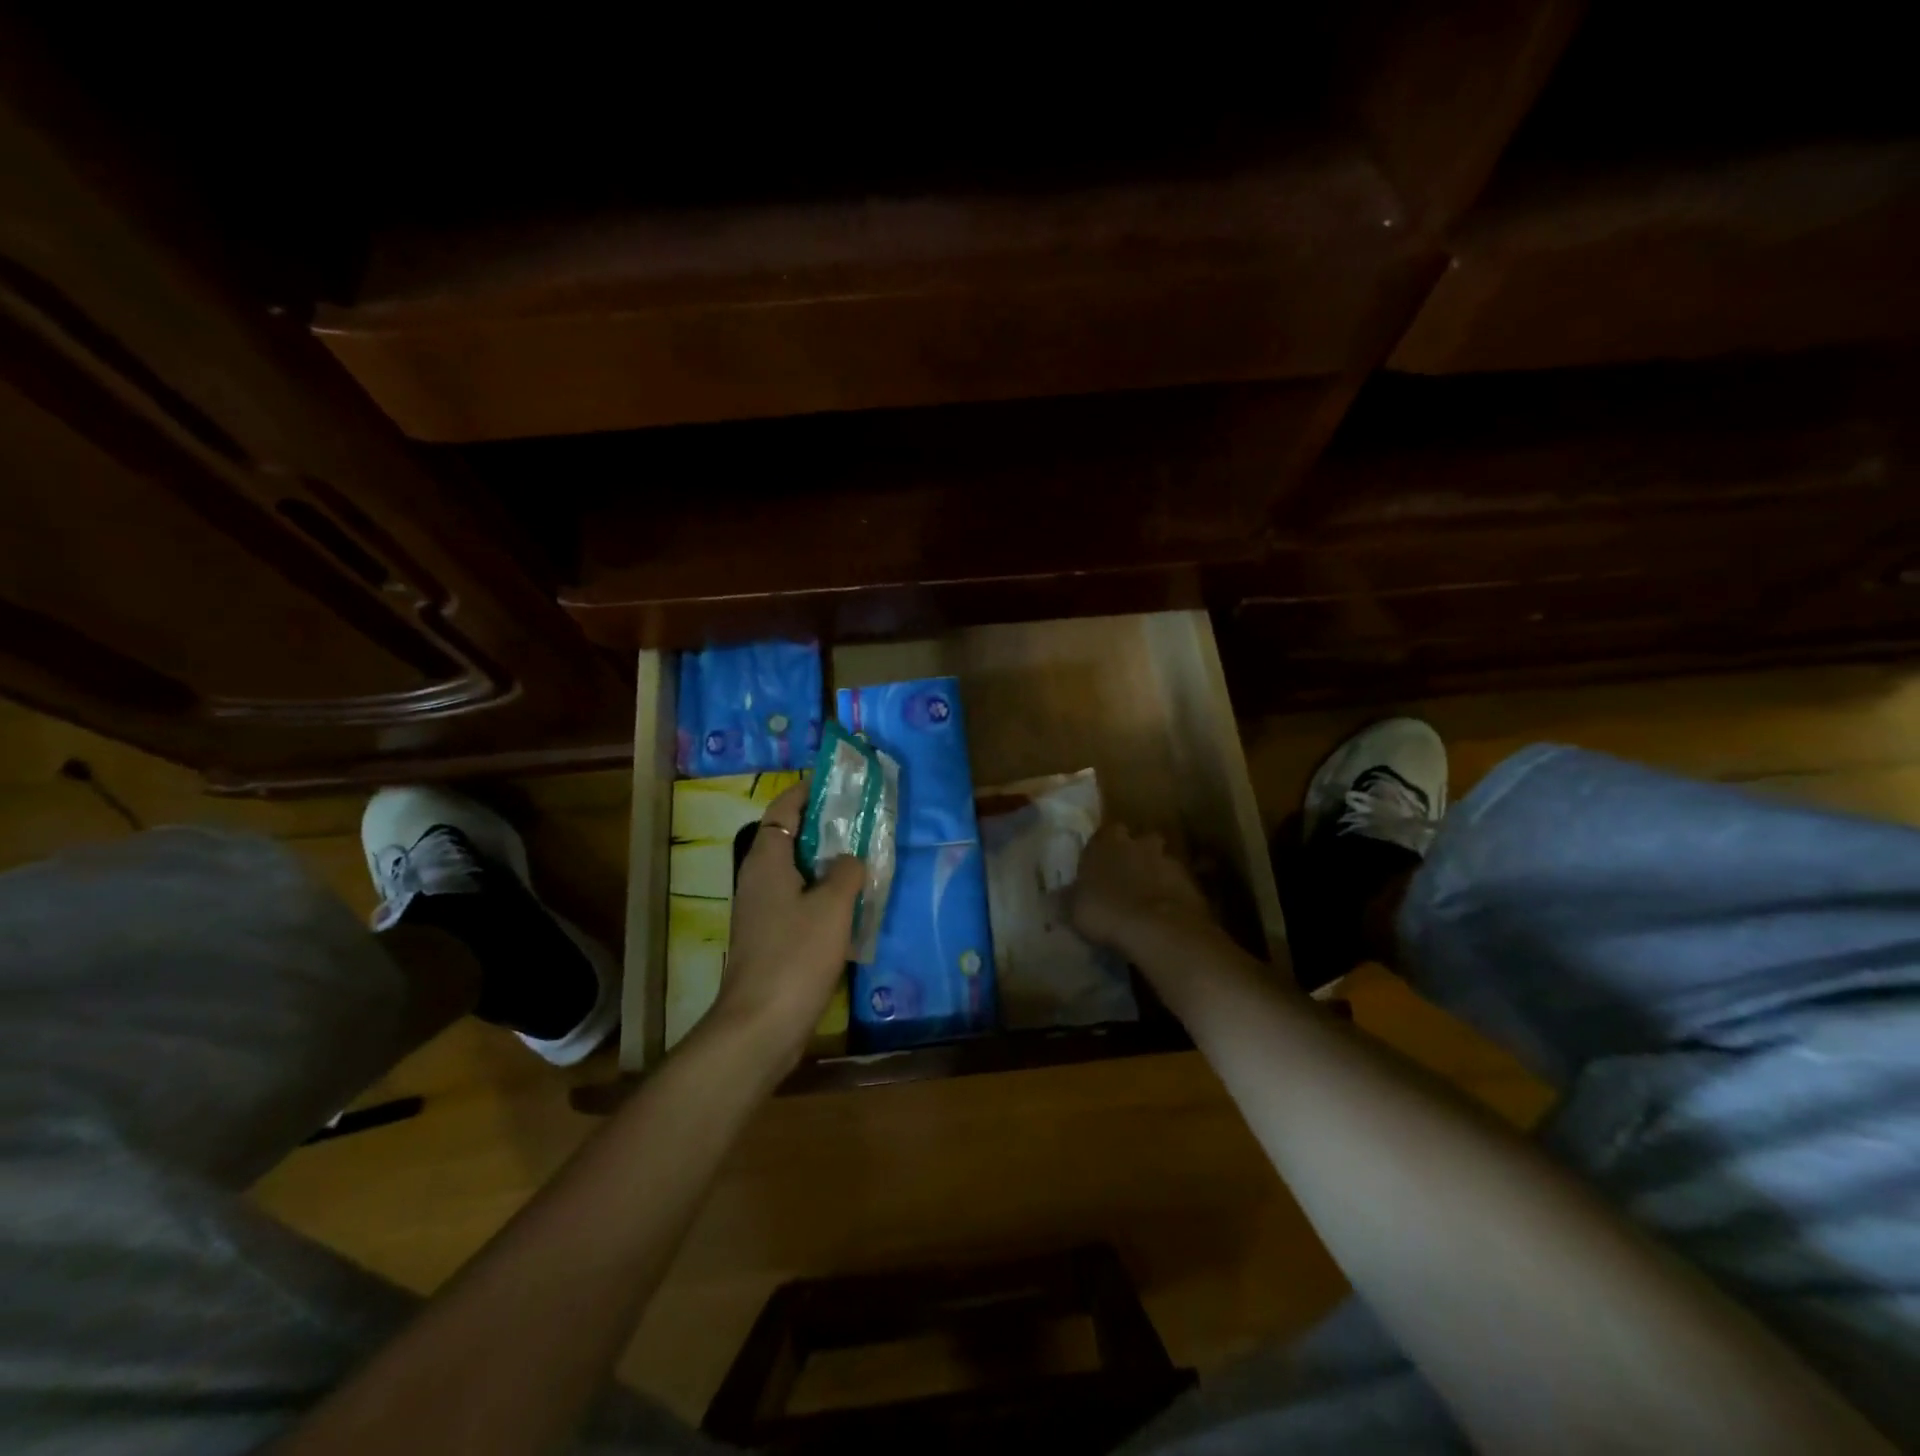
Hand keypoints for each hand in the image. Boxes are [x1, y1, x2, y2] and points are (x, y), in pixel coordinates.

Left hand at [711, 782, 862, 1068]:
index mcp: (766, 860)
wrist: (760, 1025)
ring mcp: (761, 910)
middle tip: (862, 820)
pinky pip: (798, 900)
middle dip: (824, 826)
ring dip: (826, 862)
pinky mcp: (770, 938)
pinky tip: (850, 906)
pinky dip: (822, 893)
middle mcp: (758, 879)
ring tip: (864, 858)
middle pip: (790, 837)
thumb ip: (846, 872)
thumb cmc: (795, 956)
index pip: (784, 808)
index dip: (808, 791)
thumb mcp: (832, 907)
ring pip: (796, 871)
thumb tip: (850, 859)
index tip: (838, 783)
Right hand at [1071, 824, 1215, 956]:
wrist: (1158, 930)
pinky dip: (1171, 897)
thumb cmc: (1106, 911)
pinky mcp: (1192, 884)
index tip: (1098, 867)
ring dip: (1154, 878)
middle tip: (1124, 883)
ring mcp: (1169, 861)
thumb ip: (1068, 897)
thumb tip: (1055, 896)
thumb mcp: (1073, 908)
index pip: (1105, 833)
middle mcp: (1140, 843)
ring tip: (1145, 904)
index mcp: (1108, 842)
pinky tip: (1163, 918)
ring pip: (1160, 863)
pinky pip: (1177, 887)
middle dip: (1134, 858)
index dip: (1102, 850)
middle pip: (1138, 843)